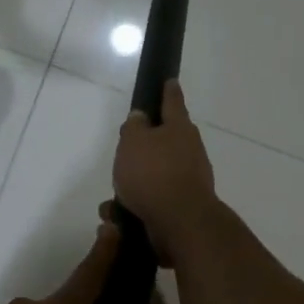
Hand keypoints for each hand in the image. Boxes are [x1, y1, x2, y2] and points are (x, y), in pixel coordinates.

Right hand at [113, 79, 219, 265]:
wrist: (180, 222)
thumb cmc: (154, 173)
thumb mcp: (133, 142)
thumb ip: (134, 127)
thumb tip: (141, 118)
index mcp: (179, 128)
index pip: (172, 101)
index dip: (168, 90)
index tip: (169, 80)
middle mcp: (190, 150)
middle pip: (167, 140)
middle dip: (146, 145)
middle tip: (126, 149)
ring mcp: (190, 178)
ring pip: (157, 173)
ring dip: (136, 182)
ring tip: (112, 197)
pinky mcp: (184, 205)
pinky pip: (155, 199)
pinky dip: (137, 204)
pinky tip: (118, 215)